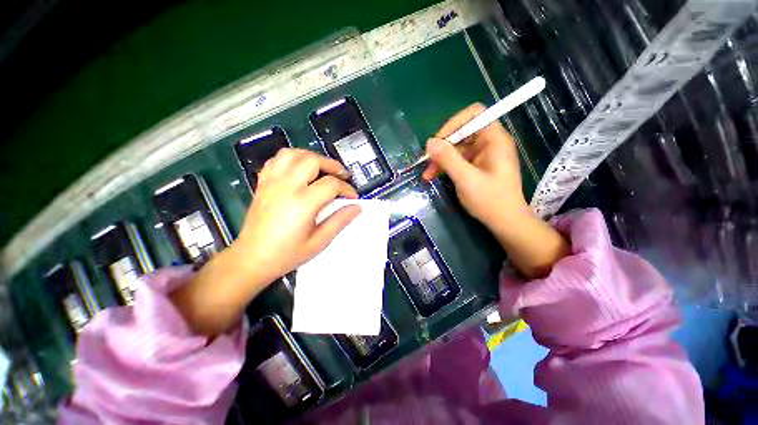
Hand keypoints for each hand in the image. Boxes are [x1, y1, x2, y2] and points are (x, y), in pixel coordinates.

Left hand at [236, 148, 361, 281]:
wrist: (252, 258)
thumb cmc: (287, 253)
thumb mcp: (319, 241)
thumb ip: (339, 221)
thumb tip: (356, 208)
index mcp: (303, 203)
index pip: (331, 184)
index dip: (346, 188)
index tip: (352, 197)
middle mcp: (286, 187)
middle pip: (312, 160)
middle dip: (332, 165)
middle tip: (341, 176)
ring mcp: (272, 182)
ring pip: (293, 154)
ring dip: (311, 157)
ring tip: (322, 168)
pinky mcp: (263, 183)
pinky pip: (276, 160)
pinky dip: (292, 159)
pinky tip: (299, 169)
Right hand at [422, 103, 528, 228]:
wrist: (505, 223)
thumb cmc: (490, 200)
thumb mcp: (466, 179)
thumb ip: (448, 159)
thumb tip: (429, 142)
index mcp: (494, 139)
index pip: (474, 114)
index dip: (454, 123)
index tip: (438, 141)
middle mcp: (489, 143)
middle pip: (462, 132)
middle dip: (442, 147)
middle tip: (427, 162)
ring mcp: (482, 155)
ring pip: (456, 148)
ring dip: (440, 159)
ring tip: (427, 175)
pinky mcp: (477, 166)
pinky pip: (458, 160)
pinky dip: (445, 167)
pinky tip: (434, 176)